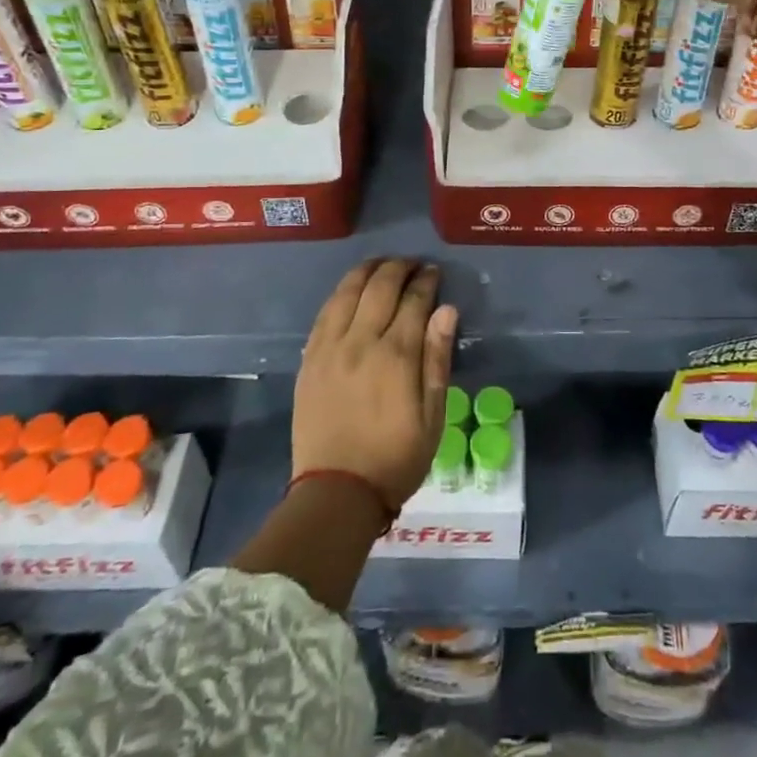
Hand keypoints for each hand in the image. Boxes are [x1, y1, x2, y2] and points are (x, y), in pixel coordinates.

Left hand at [292, 259, 457, 509]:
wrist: (336, 492)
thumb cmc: (395, 458)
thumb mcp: (433, 416)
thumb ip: (437, 358)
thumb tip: (446, 309)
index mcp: (396, 355)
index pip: (414, 300)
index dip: (426, 281)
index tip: (434, 272)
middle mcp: (361, 341)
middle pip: (380, 286)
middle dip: (399, 268)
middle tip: (412, 264)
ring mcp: (330, 348)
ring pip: (348, 292)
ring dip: (367, 271)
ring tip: (382, 265)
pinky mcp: (310, 359)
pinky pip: (325, 312)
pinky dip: (341, 292)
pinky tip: (351, 289)